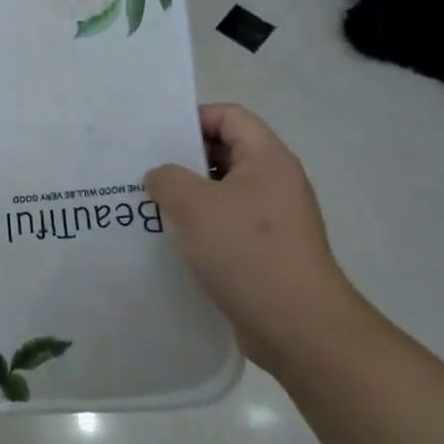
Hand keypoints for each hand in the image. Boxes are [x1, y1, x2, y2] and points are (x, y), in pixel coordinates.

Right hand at [145, 103, 362, 374]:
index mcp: (267, 159)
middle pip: (225, 151)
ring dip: (188, 195)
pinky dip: (199, 226)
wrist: (299, 327)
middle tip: (144, 171)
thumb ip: (167, 178)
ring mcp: (273, 219)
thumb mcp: (194, 204)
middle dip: (183, 158)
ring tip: (150, 206)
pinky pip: (226, 224)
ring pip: (222, 191)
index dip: (193, 118)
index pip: (230, 116)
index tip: (157, 138)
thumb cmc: (247, 252)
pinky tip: (171, 240)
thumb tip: (160, 177)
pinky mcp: (266, 251)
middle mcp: (275, 182)